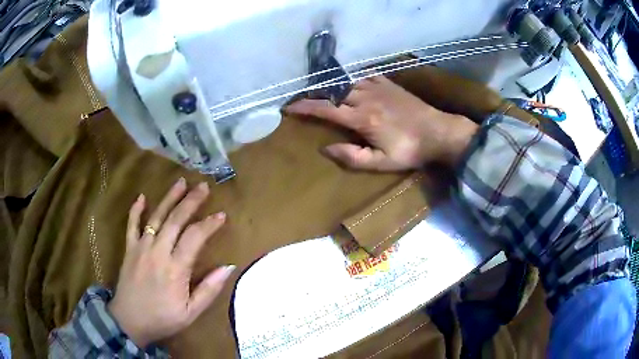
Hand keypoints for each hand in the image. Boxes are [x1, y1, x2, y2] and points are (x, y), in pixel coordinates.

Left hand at [108, 178, 234, 347]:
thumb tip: (228, 267)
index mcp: (175, 269)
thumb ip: (209, 290)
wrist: (129, 321)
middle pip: (176, 220)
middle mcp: (158, 252)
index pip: (194, 238)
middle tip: (203, 187)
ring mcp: (141, 248)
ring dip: (169, 198)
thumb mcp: (191, 313)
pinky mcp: (129, 249)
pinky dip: (136, 210)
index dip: (209, 224)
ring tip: (181, 182)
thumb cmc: (163, 318)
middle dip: (191, 201)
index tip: (221, 215)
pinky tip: (142, 196)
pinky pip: (132, 225)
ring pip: (156, 217)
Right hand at [286, 76, 477, 169]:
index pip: (326, 109)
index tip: (289, 107)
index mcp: (362, 119)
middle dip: (314, 94)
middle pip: (333, 91)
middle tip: (302, 98)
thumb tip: (326, 148)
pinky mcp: (389, 84)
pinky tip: (349, 80)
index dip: (305, 107)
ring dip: (331, 85)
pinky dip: (352, 77)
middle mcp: (366, 98)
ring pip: (347, 81)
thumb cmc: (410, 151)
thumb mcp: (382, 163)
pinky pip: (364, 75)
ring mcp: (378, 87)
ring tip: (321, 90)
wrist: (438, 133)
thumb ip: (353, 157)